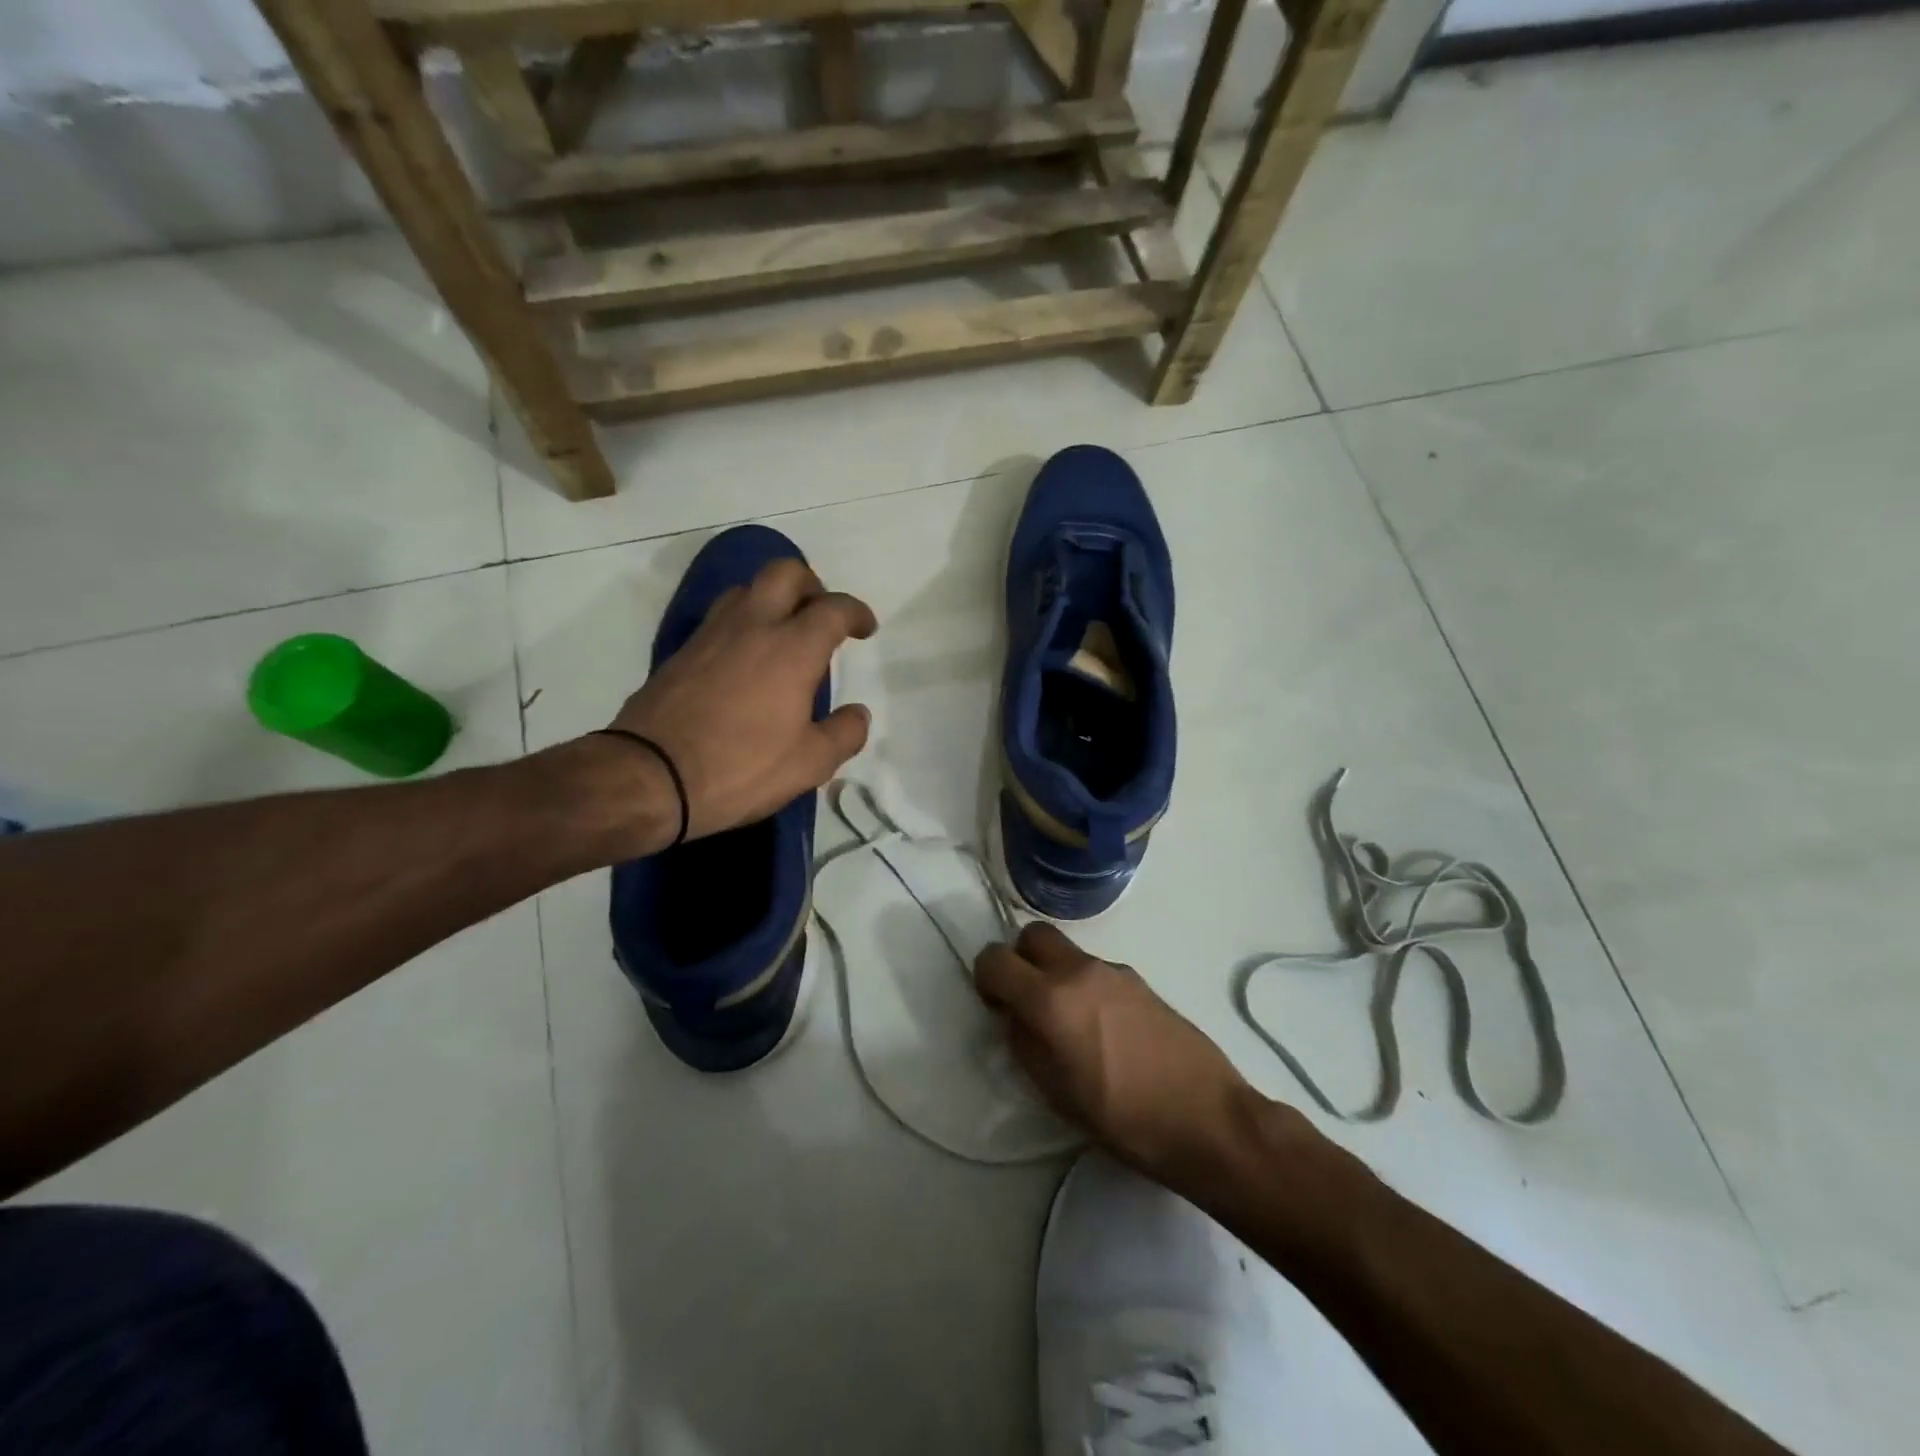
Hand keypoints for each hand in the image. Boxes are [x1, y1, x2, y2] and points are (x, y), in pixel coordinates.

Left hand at [604, 558, 876, 842]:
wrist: (649, 777)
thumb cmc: (740, 769)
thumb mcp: (809, 764)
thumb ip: (844, 733)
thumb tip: (858, 713)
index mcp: (792, 649)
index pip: (833, 609)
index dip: (856, 612)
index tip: (865, 628)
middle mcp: (752, 626)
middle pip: (785, 573)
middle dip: (812, 585)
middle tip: (822, 616)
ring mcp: (711, 635)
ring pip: (747, 589)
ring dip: (773, 599)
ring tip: (784, 634)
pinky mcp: (682, 652)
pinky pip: (720, 618)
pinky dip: (743, 622)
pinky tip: (746, 659)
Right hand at [974, 923, 1265, 1183]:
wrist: (1205, 1118)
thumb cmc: (1122, 1118)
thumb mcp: (1055, 1092)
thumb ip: (1024, 1043)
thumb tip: (1015, 1017)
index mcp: (1050, 999)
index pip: (995, 959)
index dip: (985, 978)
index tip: (995, 1006)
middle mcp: (1079, 971)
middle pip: (1033, 935)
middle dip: (1020, 959)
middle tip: (1026, 1001)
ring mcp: (1114, 971)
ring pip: (1067, 952)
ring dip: (1055, 974)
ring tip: (1070, 1025)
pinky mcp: (1140, 980)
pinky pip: (1096, 970)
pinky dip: (1085, 986)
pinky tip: (1105, 1030)